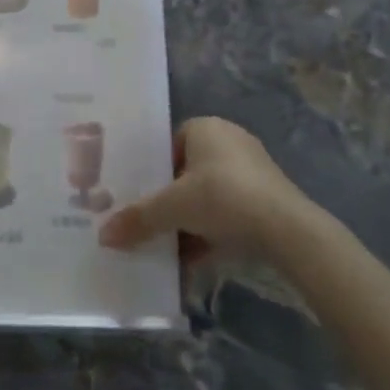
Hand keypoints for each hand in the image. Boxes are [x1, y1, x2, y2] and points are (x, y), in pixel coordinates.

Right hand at [99, 116, 317, 261]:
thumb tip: (103, 237)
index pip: (169, 142)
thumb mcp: (172, 208)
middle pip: (187, 172)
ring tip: (167, 247)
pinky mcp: (267, 198)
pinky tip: (194, 260)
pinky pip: (229, 212)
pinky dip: (211, 232)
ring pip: (208, 196)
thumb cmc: (223, 198)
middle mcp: (230, 140)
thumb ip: (138, 219)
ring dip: (188, 221)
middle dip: (169, 200)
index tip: (140, 195)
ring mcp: (252, 170)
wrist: (287, 230)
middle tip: (148, 221)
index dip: (153, 169)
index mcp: (206, 128)